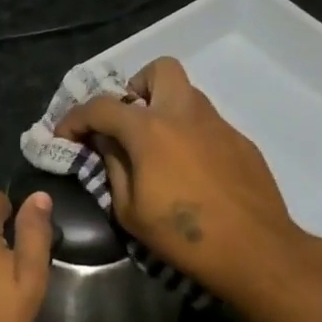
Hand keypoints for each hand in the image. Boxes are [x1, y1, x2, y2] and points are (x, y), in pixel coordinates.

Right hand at [55, 57, 305, 296]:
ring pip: (187, 95)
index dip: (76, 118)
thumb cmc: (182, 235)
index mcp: (150, 130)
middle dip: (136, 88)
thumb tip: (106, 144)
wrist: (255, 250)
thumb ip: (113, 167)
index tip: (65, 136)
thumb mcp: (129, 210)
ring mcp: (218, 125)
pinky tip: (190, 171)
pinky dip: (189, 135)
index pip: (101, 106)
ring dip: (164, 109)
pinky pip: (207, 124)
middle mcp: (185, 114)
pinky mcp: (241, 142)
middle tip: (127, 122)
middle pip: (159, 70)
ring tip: (155, 148)